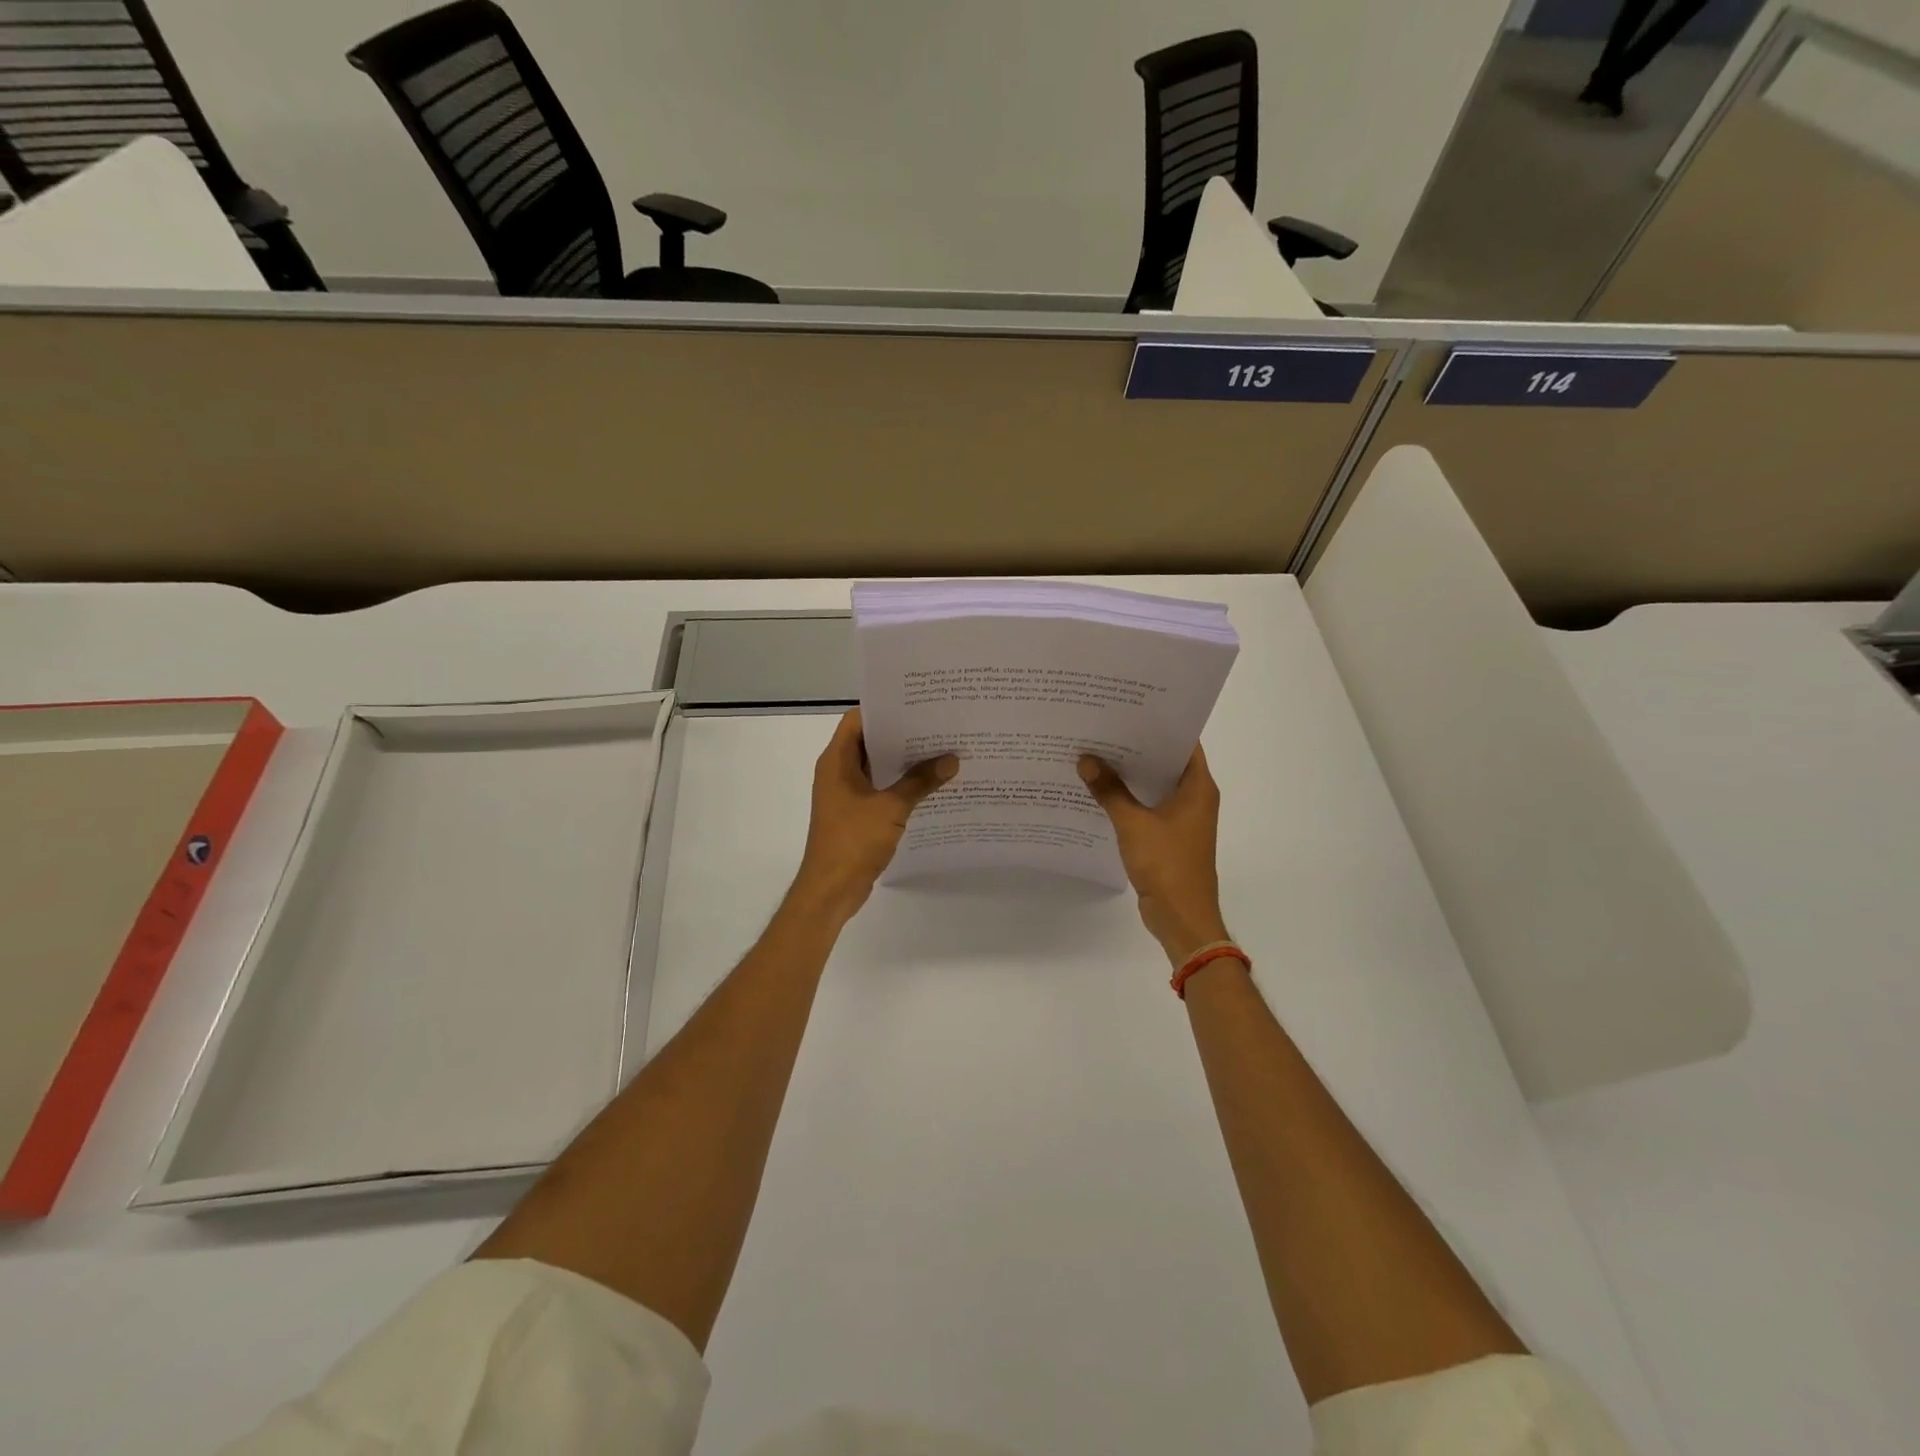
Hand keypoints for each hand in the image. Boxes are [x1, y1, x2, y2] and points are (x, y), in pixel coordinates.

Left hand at [790, 709, 956, 922]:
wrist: (831, 890)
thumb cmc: (853, 841)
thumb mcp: (891, 808)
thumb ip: (920, 782)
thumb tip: (951, 760)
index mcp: (836, 761)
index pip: (859, 720)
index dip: (886, 709)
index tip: (918, 703)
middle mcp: (838, 771)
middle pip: (870, 741)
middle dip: (902, 734)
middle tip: (939, 725)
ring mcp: (846, 794)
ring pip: (878, 767)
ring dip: (904, 762)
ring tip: (942, 751)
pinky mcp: (856, 814)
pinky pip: (881, 789)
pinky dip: (902, 785)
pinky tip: (931, 785)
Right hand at [1079, 746, 1229, 966]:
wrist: (1182, 917)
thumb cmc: (1167, 864)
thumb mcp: (1133, 824)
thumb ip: (1109, 791)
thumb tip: (1085, 760)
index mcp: (1198, 787)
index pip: (1183, 742)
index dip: (1157, 724)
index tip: (1128, 709)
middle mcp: (1195, 797)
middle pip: (1166, 761)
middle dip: (1137, 747)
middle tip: (1103, 727)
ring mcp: (1183, 818)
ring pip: (1155, 785)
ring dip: (1131, 774)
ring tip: (1096, 753)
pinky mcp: (1169, 836)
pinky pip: (1148, 806)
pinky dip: (1129, 797)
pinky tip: (1101, 790)